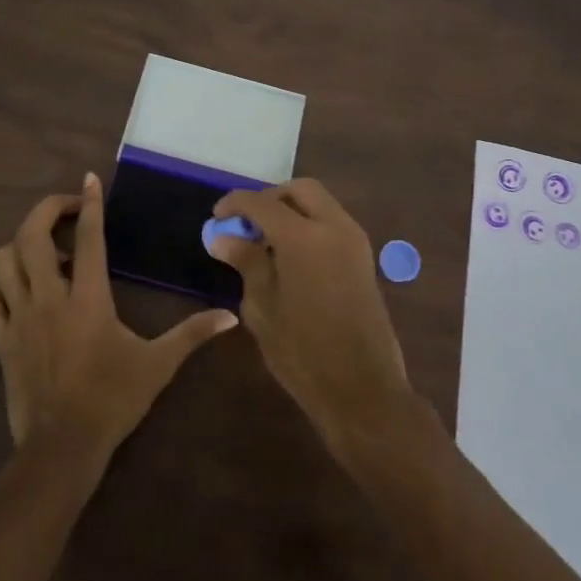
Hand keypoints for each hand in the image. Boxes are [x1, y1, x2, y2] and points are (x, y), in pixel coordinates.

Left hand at [0, 173, 237, 459]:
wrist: (62, 447)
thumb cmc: (112, 400)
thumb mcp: (157, 365)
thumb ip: (192, 335)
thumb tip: (230, 316)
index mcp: (87, 299)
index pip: (89, 238)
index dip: (90, 204)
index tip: (89, 179)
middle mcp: (48, 298)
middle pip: (32, 235)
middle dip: (47, 210)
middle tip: (68, 210)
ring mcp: (18, 317)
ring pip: (3, 261)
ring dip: (21, 247)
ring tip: (47, 254)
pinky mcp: (1, 339)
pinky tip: (17, 295)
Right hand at [206, 179, 412, 459]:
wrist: (363, 389)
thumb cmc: (303, 353)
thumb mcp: (263, 308)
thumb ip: (246, 262)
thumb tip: (223, 236)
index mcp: (304, 237)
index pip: (262, 202)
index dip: (235, 204)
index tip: (216, 217)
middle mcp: (335, 228)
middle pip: (300, 190)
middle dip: (270, 198)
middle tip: (246, 224)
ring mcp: (355, 242)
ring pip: (320, 204)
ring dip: (291, 211)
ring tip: (264, 243)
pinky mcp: (364, 259)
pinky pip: (332, 224)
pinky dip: (309, 226)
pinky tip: (289, 257)